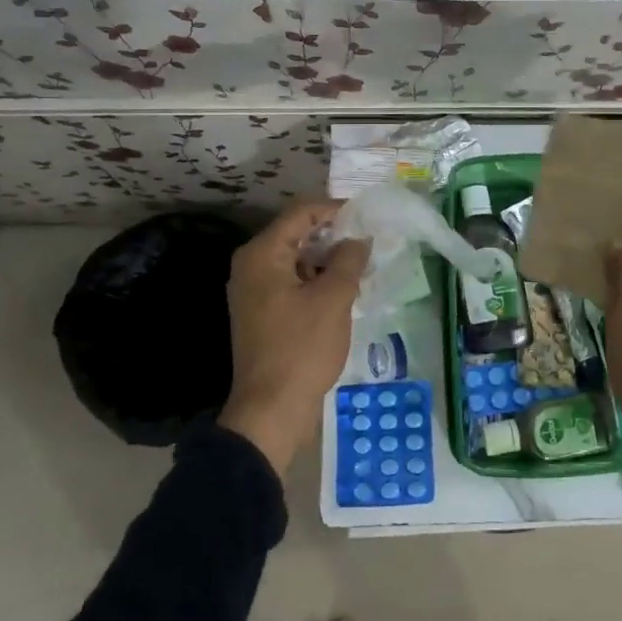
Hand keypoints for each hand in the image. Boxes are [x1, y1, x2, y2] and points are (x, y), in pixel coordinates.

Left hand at [220, 199, 369, 477]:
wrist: (271, 410)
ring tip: (362, 265)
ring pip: (296, 259)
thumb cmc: (302, 348)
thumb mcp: (334, 299)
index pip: (301, 213)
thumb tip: (360, 238)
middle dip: (334, 235)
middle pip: (296, 234)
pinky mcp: (261, 312)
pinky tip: (343, 289)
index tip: (368, 217)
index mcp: (263, 254)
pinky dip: (315, 279)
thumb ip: (349, 259)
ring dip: (327, 259)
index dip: (336, 210)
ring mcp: (253, 290)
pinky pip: (291, 281)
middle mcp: (252, 265)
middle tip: (369, 241)